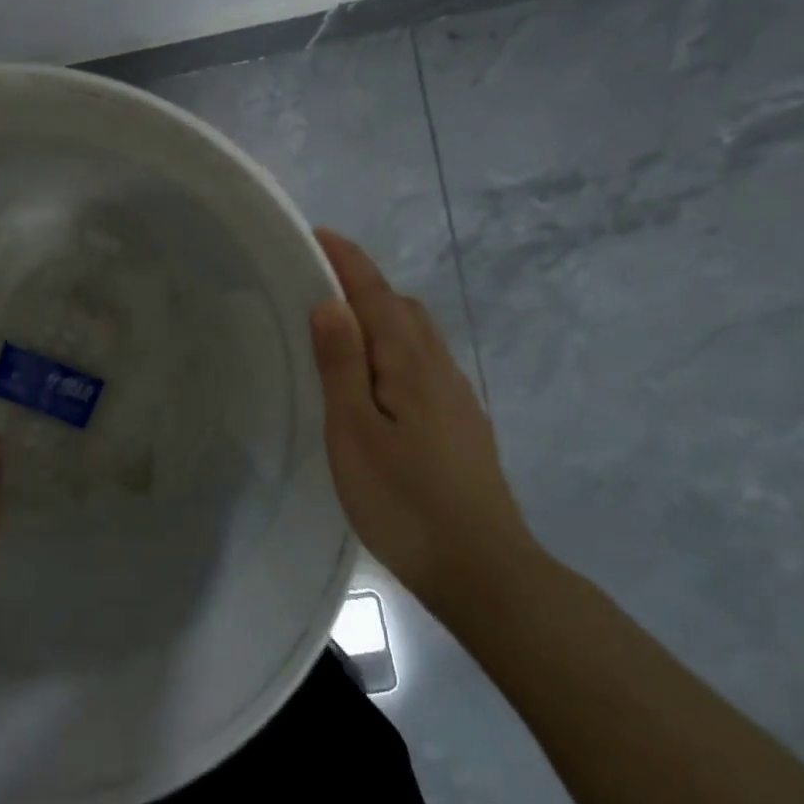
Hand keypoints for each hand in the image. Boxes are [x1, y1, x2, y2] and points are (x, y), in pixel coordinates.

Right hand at [308, 228, 539, 615]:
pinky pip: (425, 365)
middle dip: (366, 285)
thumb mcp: (355, 432)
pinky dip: (396, 349)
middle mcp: (440, 371)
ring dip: (383, 317)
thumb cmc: (403, 500)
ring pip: (419, 338)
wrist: (483, 569)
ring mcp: (457, 400)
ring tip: (343, 328)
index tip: (320, 234)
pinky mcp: (462, 426)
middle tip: (321, 284)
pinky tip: (379, 380)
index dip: (349, 263)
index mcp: (410, 365)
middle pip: (404, 310)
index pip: (377, 296)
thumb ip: (343, 365)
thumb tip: (332, 303)